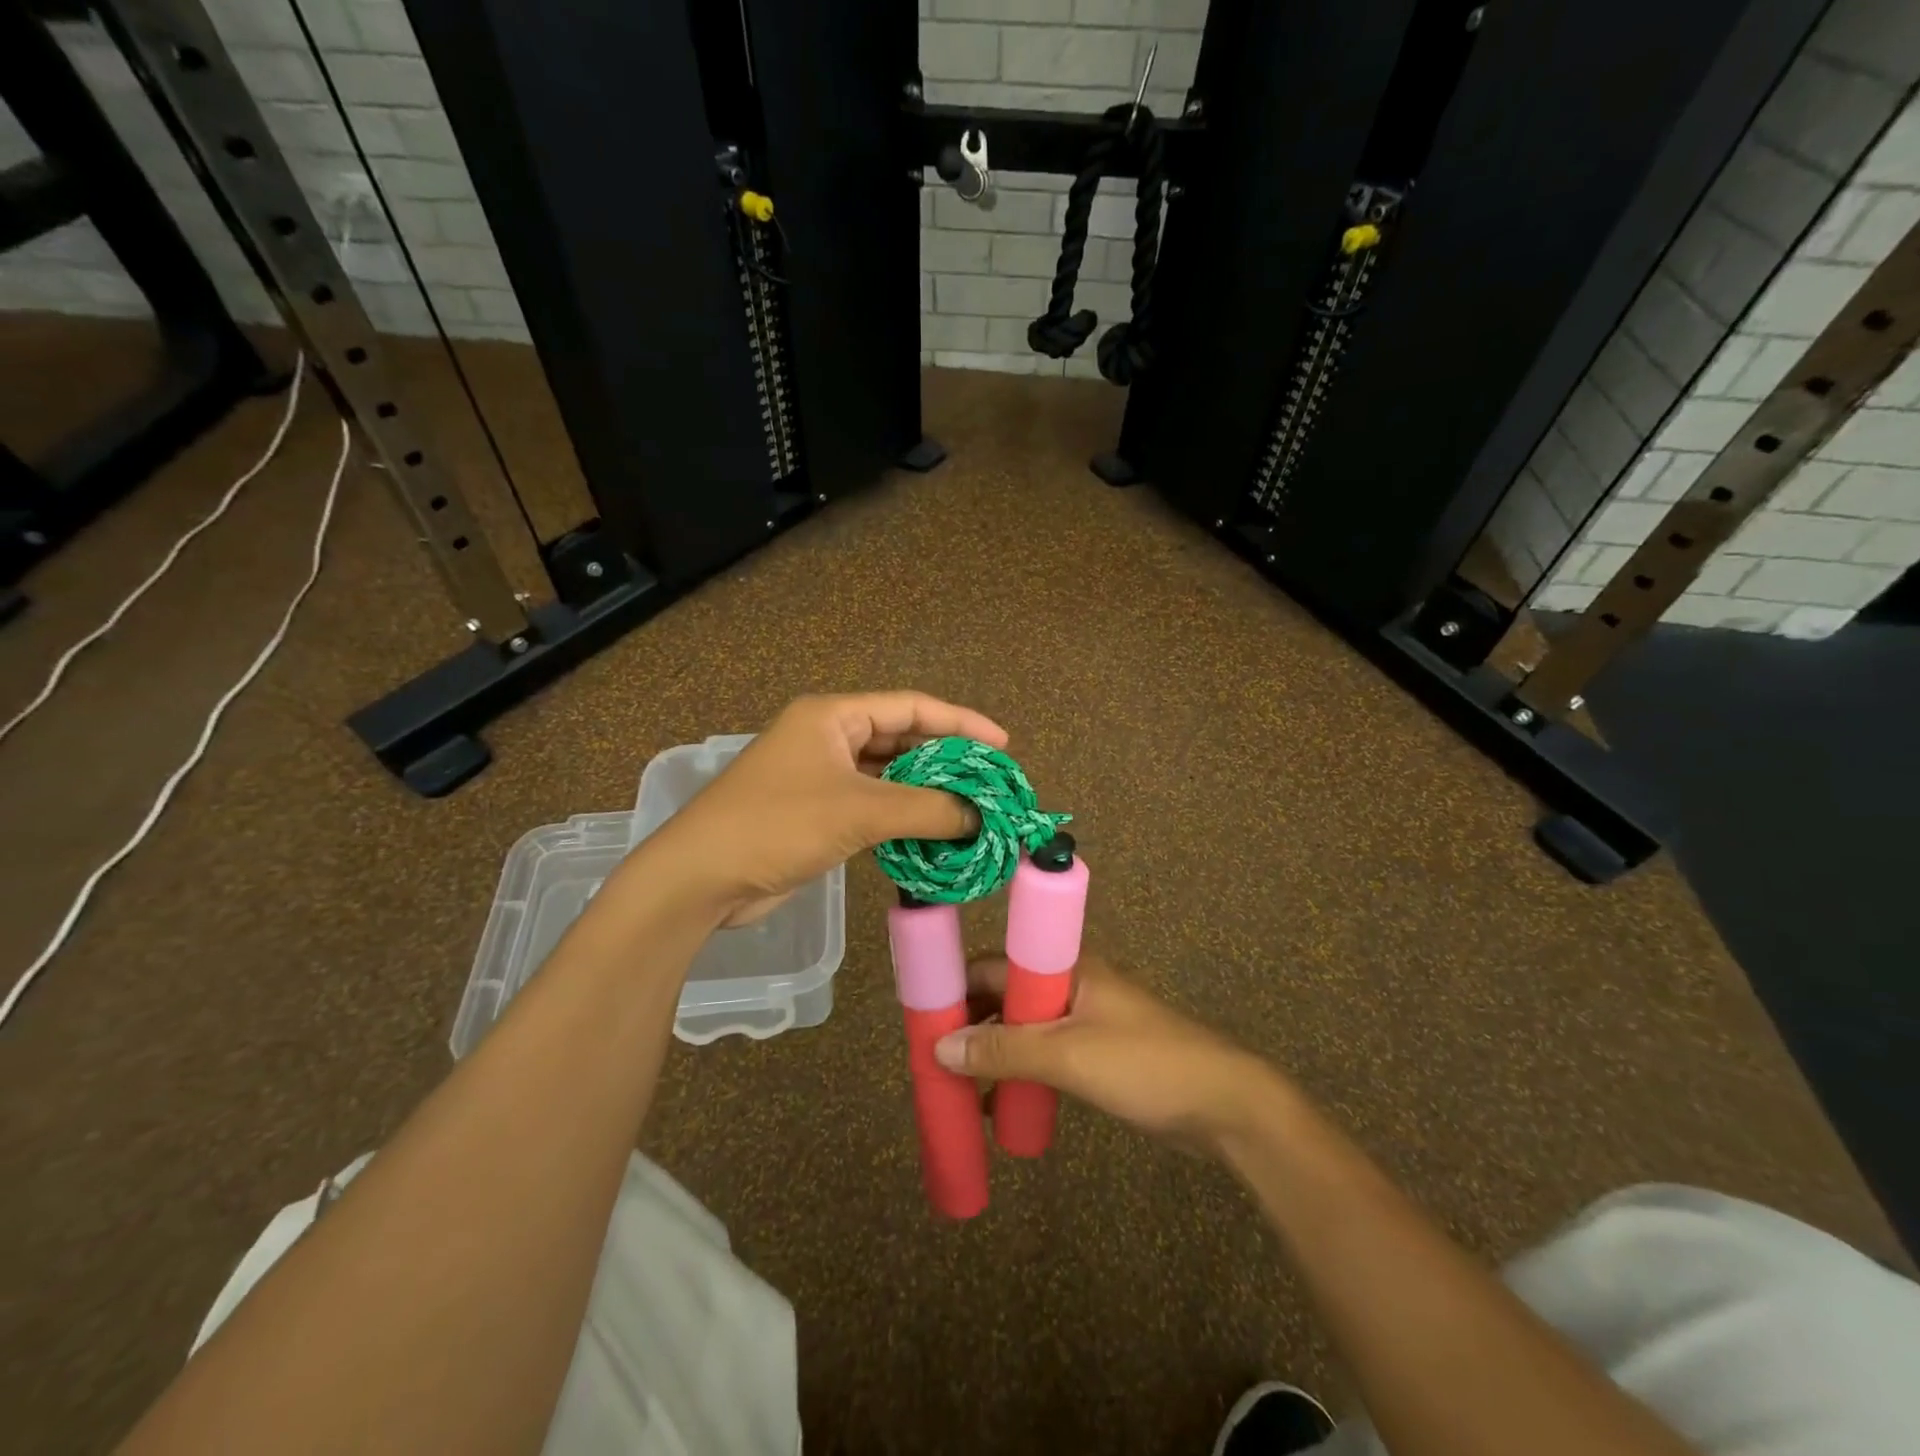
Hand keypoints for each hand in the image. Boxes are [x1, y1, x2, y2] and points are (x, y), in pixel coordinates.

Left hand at [633, 692, 1007, 925]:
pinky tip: (933, 831)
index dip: (960, 723)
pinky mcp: (816, 812)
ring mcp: (820, 775)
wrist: (701, 878)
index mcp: (833, 715)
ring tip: (971, 808)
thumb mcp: (859, 811)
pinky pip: (872, 804)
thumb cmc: (778, 825)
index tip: (1002, 745)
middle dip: (946, 760)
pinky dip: (902, 816)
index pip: (910, 707)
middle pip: (901, 739)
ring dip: (925, 792)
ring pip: (887, 775)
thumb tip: (980, 817)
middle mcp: (828, 737)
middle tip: (990, 783)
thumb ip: (926, 810)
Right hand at [935, 954, 1282, 1150]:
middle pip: (1005, 997)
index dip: (957, 989)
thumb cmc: (1145, 1065)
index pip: (994, 966)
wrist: (1225, 1105)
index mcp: (1065, 967)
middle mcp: (1070, 984)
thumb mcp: (1068, 1056)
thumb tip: (940, 1048)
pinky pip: (1043, 1054)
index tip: (923, 1021)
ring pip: (1023, 1029)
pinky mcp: (1096, 1052)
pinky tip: (996, 1106)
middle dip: (970, 1026)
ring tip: (956, 1087)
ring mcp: (1085, 1019)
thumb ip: (1005, 1050)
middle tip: (934, 1062)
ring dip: (992, 1053)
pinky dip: (1018, 1073)